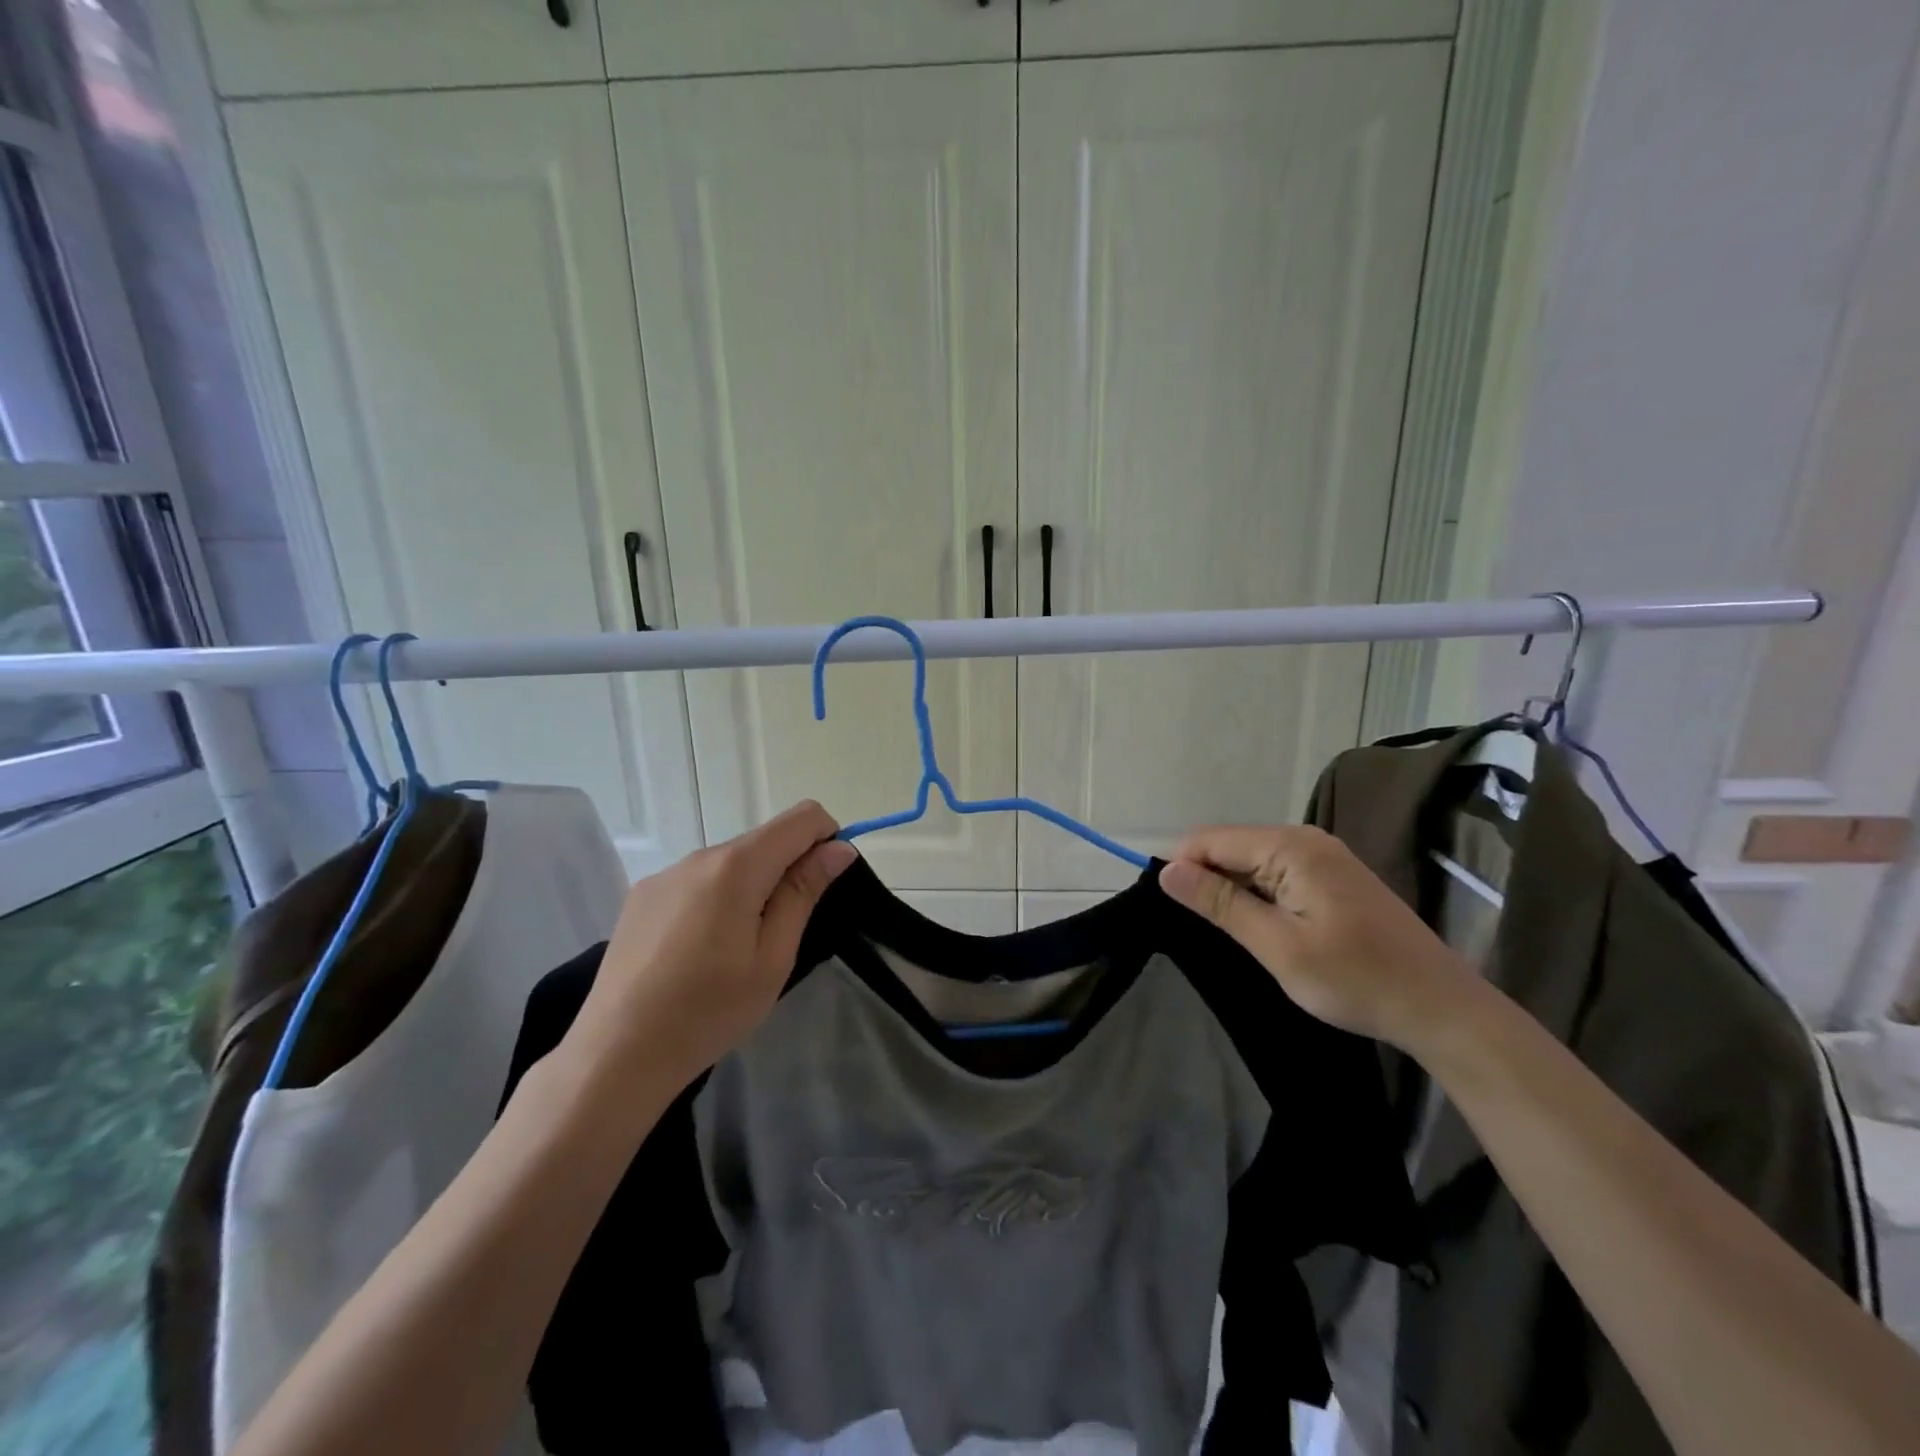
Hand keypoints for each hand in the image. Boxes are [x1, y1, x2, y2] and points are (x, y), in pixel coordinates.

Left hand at [565, 801, 856, 1091]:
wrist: (616, 1054)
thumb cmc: (709, 1011)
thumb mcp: (773, 957)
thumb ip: (804, 893)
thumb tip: (838, 847)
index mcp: (736, 866)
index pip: (802, 818)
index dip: (826, 839)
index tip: (824, 886)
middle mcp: (699, 856)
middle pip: (764, 841)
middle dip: (788, 870)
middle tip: (781, 934)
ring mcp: (665, 874)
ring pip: (730, 862)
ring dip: (751, 887)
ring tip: (737, 949)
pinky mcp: (642, 896)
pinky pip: (698, 881)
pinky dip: (716, 899)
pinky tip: (698, 951)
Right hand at [1159, 824, 1476, 1047]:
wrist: (1441, 1008)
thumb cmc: (1356, 979)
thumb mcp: (1278, 946)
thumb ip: (1220, 903)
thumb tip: (1166, 871)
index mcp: (1291, 847)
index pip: (1212, 839)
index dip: (1181, 866)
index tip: (1162, 906)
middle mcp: (1306, 839)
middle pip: (1231, 845)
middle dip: (1204, 877)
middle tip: (1192, 926)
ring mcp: (1323, 856)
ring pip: (1252, 860)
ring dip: (1230, 888)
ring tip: (1218, 929)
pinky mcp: (1333, 877)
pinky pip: (1276, 872)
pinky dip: (1255, 894)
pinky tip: (1254, 925)